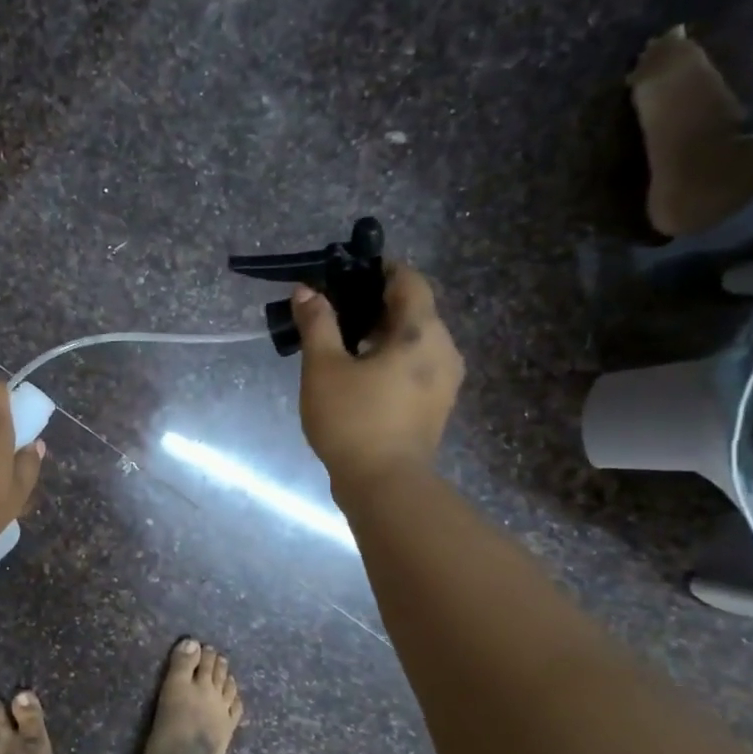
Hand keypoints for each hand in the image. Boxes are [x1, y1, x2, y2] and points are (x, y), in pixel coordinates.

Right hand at [293, 264, 463, 489]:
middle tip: (335, 311)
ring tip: (343, 344)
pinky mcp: (436, 404)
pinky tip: (360, 373)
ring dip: (382, 333)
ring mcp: (445, 380)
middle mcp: (443, 348)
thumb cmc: (352, 419)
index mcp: (421, 332)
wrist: (384, 483)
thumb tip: (307, 291)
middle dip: (375, 304)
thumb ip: (317, 324)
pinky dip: (390, 357)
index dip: (381, 270)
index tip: (347, 274)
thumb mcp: (323, 367)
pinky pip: (416, 364)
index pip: (410, 281)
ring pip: (415, 340)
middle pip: (414, 310)